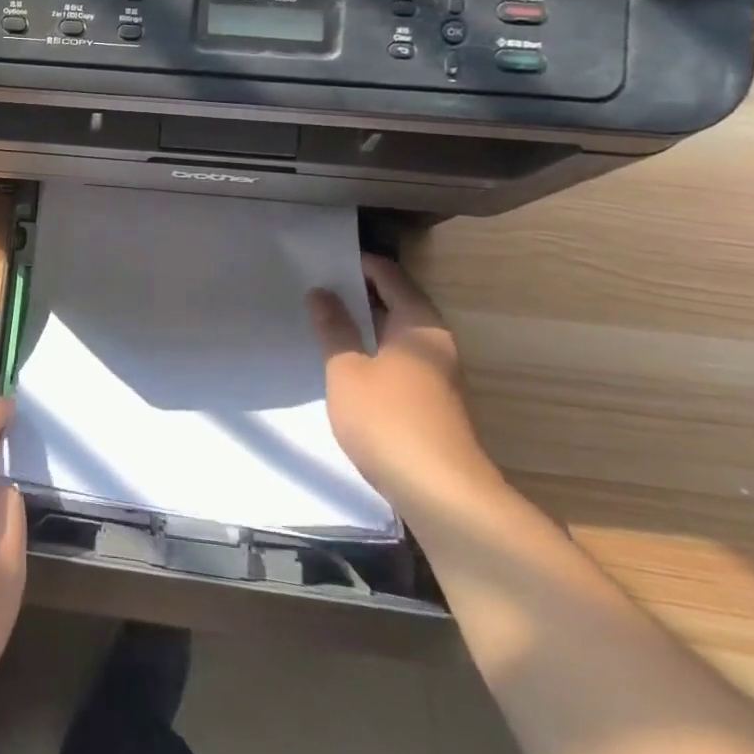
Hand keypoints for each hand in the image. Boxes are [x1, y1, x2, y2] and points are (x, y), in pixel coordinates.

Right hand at [308, 254, 500, 518]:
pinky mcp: (430, 401)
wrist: (442, 494)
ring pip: (393, 333)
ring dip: (361, 324)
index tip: (318, 260)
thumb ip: (333, 328)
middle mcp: (433, 342)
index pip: (387, 274)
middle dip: (355, 293)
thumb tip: (322, 291)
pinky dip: (370, 350)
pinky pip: (396, 358)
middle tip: (312, 286)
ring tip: (320, 320)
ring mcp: (436, 373)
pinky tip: (342, 361)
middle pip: (393, 301)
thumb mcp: (346, 370)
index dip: (354, 263)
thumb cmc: (388, 420)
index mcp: (418, 324)